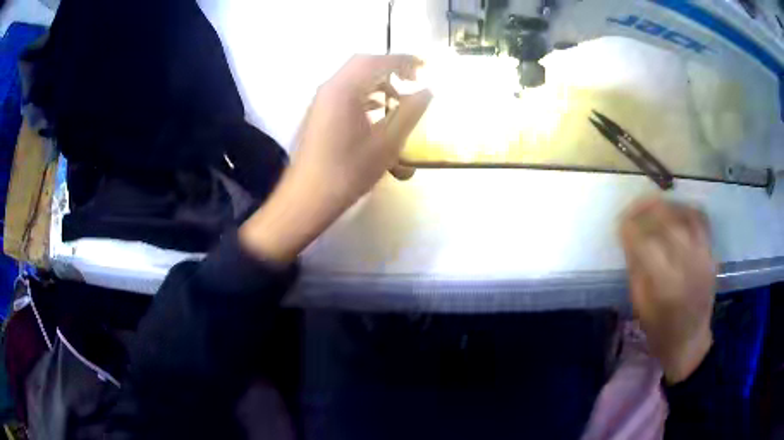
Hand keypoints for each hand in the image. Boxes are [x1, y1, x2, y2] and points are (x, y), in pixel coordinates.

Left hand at [240, 55, 431, 262]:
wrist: (307, 198)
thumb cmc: (348, 171)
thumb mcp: (387, 143)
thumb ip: (410, 112)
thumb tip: (427, 91)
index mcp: (344, 89)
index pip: (377, 61)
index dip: (404, 60)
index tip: (425, 66)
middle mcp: (329, 88)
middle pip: (362, 63)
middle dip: (390, 67)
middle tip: (412, 79)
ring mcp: (320, 101)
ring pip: (352, 77)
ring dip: (377, 81)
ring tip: (398, 98)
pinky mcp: (318, 114)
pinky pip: (344, 92)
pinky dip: (364, 93)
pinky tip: (377, 110)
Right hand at [619, 198, 715, 383]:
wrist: (690, 341)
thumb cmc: (660, 330)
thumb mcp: (641, 305)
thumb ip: (637, 268)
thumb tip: (629, 238)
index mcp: (665, 283)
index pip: (644, 243)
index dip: (630, 228)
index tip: (619, 222)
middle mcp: (687, 264)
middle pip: (667, 221)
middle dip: (647, 208)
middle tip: (634, 206)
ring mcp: (702, 256)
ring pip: (685, 215)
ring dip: (667, 204)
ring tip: (654, 204)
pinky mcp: (711, 254)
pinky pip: (701, 221)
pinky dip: (688, 210)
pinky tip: (677, 210)